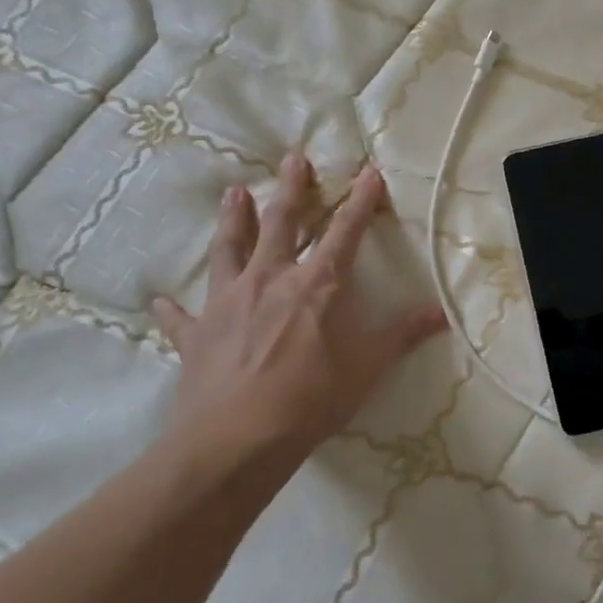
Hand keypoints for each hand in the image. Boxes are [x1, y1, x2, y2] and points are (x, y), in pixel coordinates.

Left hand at [151, 156, 447, 475]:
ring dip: (232, 219)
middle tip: (293, 159)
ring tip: (233, 192)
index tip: (369, 171)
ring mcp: (226, 304)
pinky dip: (174, 308)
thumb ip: (400, 336)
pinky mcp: (195, 334)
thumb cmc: (307, 403)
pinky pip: (182, 316)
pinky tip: (161, 300)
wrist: (233, 444)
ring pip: (229, 249)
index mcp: (314, 287)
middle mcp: (269, 281)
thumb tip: (441, 313)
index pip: (345, 233)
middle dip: (291, 189)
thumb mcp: (365, 371)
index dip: (360, 201)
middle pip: (280, 223)